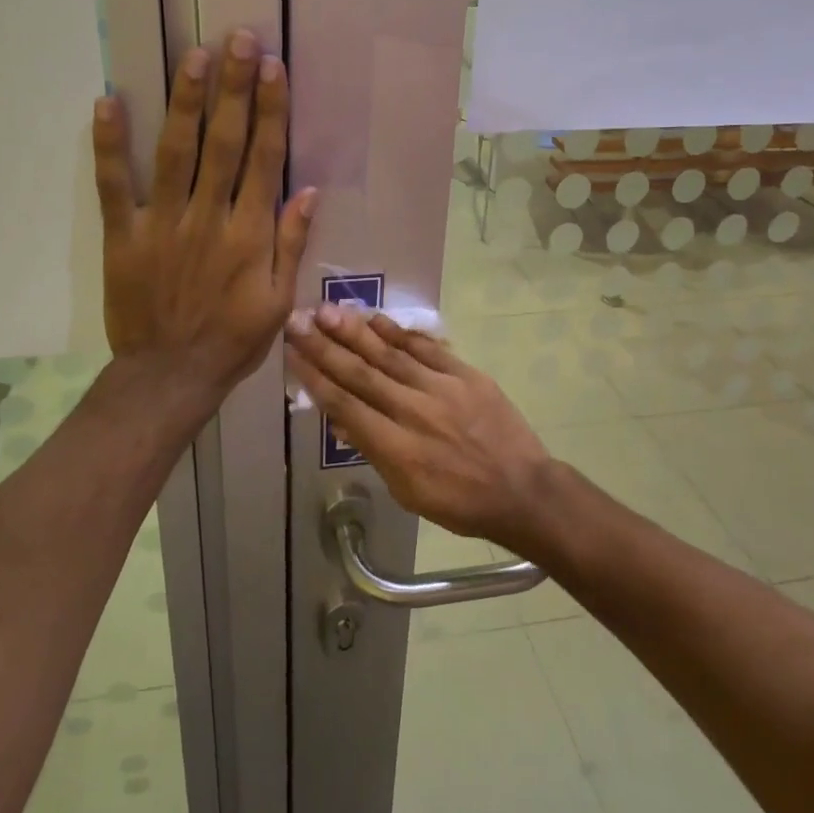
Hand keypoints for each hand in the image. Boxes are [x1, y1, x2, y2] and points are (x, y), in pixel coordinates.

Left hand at [93, 29, 316, 402]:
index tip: (273, 68)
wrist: (171, 376)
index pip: (263, 160)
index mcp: (248, 235)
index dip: (270, 111)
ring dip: (186, 102)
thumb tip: (309, 190)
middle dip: (233, 88)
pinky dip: (110, 145)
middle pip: (223, 143)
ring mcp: (161, 224)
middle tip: (238, 39)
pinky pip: (114, 185)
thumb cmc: (232, 340)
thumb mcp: (278, 301)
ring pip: (176, 153)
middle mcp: (208, 218)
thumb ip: (291, 244)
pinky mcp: (123, 236)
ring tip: (195, 55)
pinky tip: (109, 102)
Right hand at [284, 306, 554, 545]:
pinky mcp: (465, 375)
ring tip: (328, 310)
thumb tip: (342, 422)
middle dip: (324, 346)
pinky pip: (427, 349)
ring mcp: (441, 389)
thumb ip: (374, 453)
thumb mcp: (407, 492)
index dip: (315, 377)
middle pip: (360, 373)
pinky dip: (400, 333)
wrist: (521, 490)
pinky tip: (376, 320)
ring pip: (390, 354)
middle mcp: (413, 411)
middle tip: (298, 320)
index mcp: (396, 448)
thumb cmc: (459, 502)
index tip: (292, 353)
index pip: (345, 404)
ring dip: (355, 331)